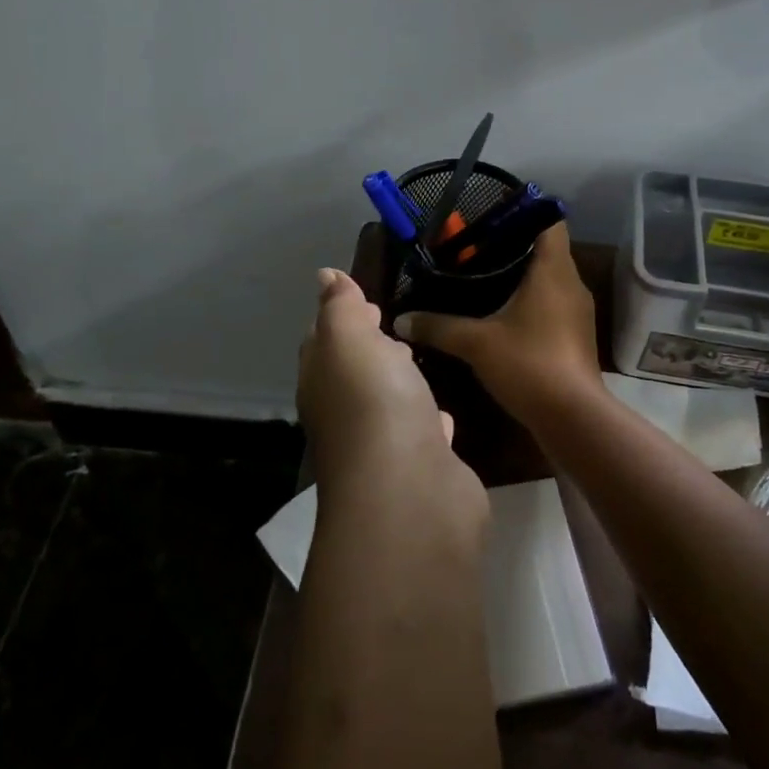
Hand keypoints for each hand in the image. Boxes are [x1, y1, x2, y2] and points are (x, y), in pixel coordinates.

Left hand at [297, 269, 485, 523]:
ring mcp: (385, 444)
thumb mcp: (349, 339)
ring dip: (400, 383)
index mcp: (323, 381)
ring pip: (390, 403)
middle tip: (395, 324)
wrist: (410, 492)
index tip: (366, 300)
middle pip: (355, 373)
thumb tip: (325, 276)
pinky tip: (446, 413)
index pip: (323, 343)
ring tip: (420, 359)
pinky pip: (425, 434)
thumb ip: (340, 307)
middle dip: (370, 348)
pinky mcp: (424, 466)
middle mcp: (347, 414)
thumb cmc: (374, 402)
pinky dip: (430, 419)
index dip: (340, 318)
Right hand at [393, 223, 604, 421]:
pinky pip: (551, 304)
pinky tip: (501, 316)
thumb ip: (438, 326)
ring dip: (521, 276)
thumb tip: (401, 319)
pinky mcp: (575, 336)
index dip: (524, 212)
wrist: (573, 418)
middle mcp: (571, 284)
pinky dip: (529, 302)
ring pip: (549, 279)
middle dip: (512, 246)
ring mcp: (577, 311)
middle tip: (473, 250)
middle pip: (546, 249)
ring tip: (482, 279)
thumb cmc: (529, 364)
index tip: (492, 217)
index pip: (549, 221)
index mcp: (554, 270)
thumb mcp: (476, 343)